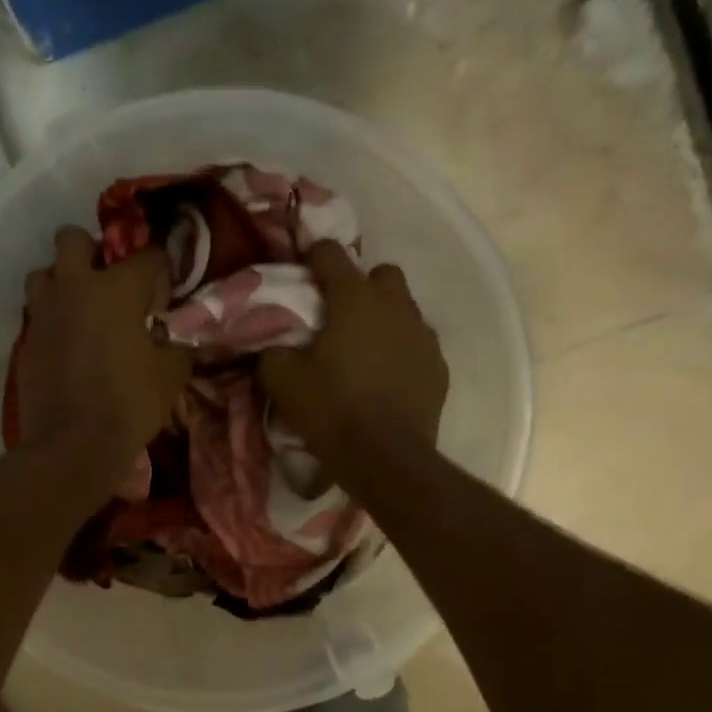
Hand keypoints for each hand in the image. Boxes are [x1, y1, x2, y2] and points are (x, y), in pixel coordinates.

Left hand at [17, 226, 193, 485]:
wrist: (74, 444)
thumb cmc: (130, 404)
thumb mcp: (172, 373)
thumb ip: (176, 341)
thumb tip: (173, 332)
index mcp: (116, 288)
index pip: (147, 256)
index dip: (161, 269)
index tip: (166, 290)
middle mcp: (74, 287)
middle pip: (72, 238)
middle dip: (92, 251)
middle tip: (109, 282)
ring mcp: (43, 313)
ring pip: (44, 273)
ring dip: (62, 281)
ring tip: (82, 309)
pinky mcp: (27, 340)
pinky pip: (38, 313)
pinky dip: (54, 319)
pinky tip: (70, 344)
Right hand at [259, 241, 447, 472]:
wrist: (385, 458)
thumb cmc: (331, 410)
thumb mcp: (282, 380)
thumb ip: (273, 350)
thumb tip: (274, 344)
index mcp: (354, 299)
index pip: (330, 253)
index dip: (313, 257)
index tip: (302, 272)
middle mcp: (395, 306)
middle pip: (381, 274)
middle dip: (360, 286)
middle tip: (339, 317)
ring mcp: (423, 335)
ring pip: (404, 309)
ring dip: (384, 319)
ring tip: (364, 352)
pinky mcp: (438, 366)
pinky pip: (417, 344)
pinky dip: (401, 352)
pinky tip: (386, 379)